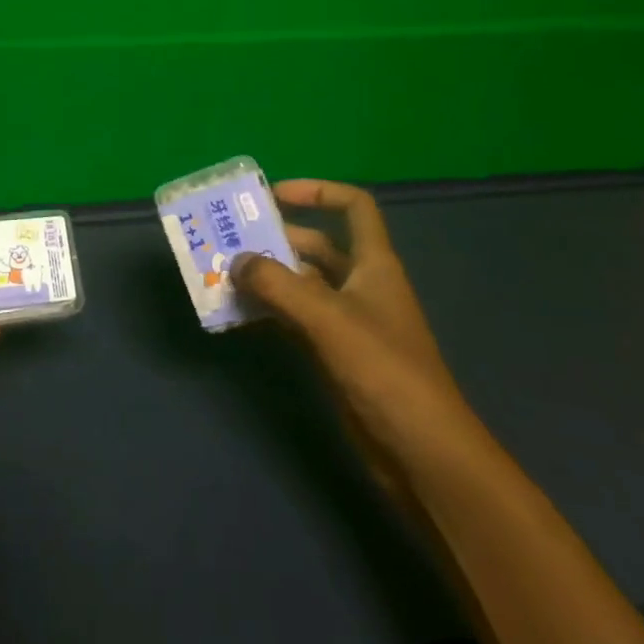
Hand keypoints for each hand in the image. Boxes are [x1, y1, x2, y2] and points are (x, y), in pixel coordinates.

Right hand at [233, 180, 474, 477]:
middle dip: (276, 238)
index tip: (273, 195)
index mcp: (374, 264)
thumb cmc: (384, 370)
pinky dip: (269, 312)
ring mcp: (347, 321)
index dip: (318, 191)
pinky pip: (295, 319)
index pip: (354, 207)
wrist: (421, 451)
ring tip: (222, 274)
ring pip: (301, 284)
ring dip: (267, 277)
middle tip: (229, 239)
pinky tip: (237, 315)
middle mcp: (361, 285)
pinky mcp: (335, 354)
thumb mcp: (328, 318)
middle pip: (317, 245)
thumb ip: (278, 285)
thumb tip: (236, 261)